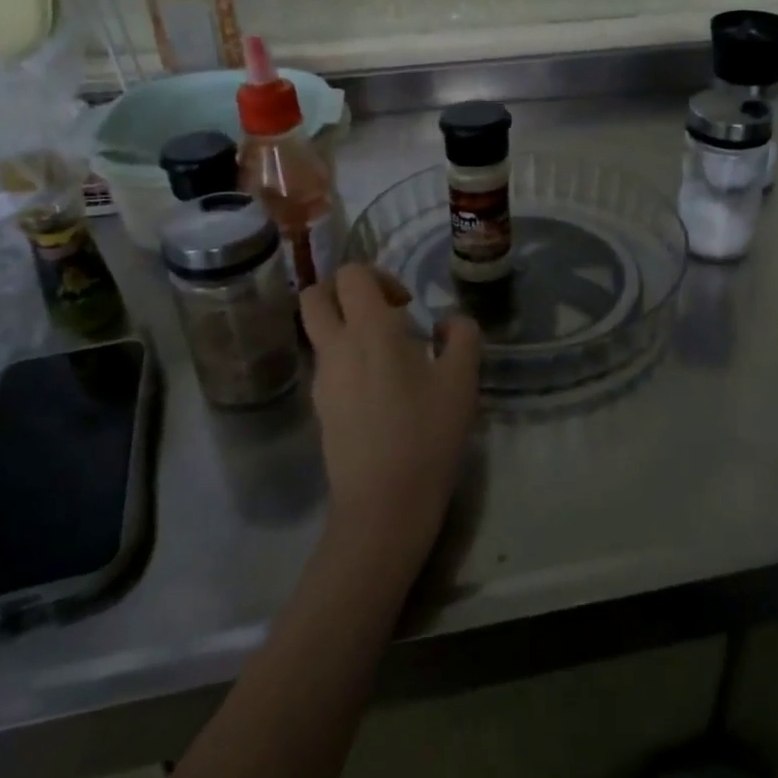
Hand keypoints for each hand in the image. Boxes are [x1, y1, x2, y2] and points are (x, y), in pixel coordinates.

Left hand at [299, 265, 482, 562]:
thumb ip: (462, 337)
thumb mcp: (462, 380)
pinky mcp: (319, 406)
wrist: (383, 504)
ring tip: (386, 355)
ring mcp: (321, 378)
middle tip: (381, 313)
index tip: (406, 304)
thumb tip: (449, 322)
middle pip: (314, 294)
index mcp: (369, 329)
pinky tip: (379, 389)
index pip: (351, 273)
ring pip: (316, 330)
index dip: (378, 276)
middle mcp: (336, 346)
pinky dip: (345, 358)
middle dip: (343, 291)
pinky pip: (325, 363)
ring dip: (343, 326)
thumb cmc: (426, 434)